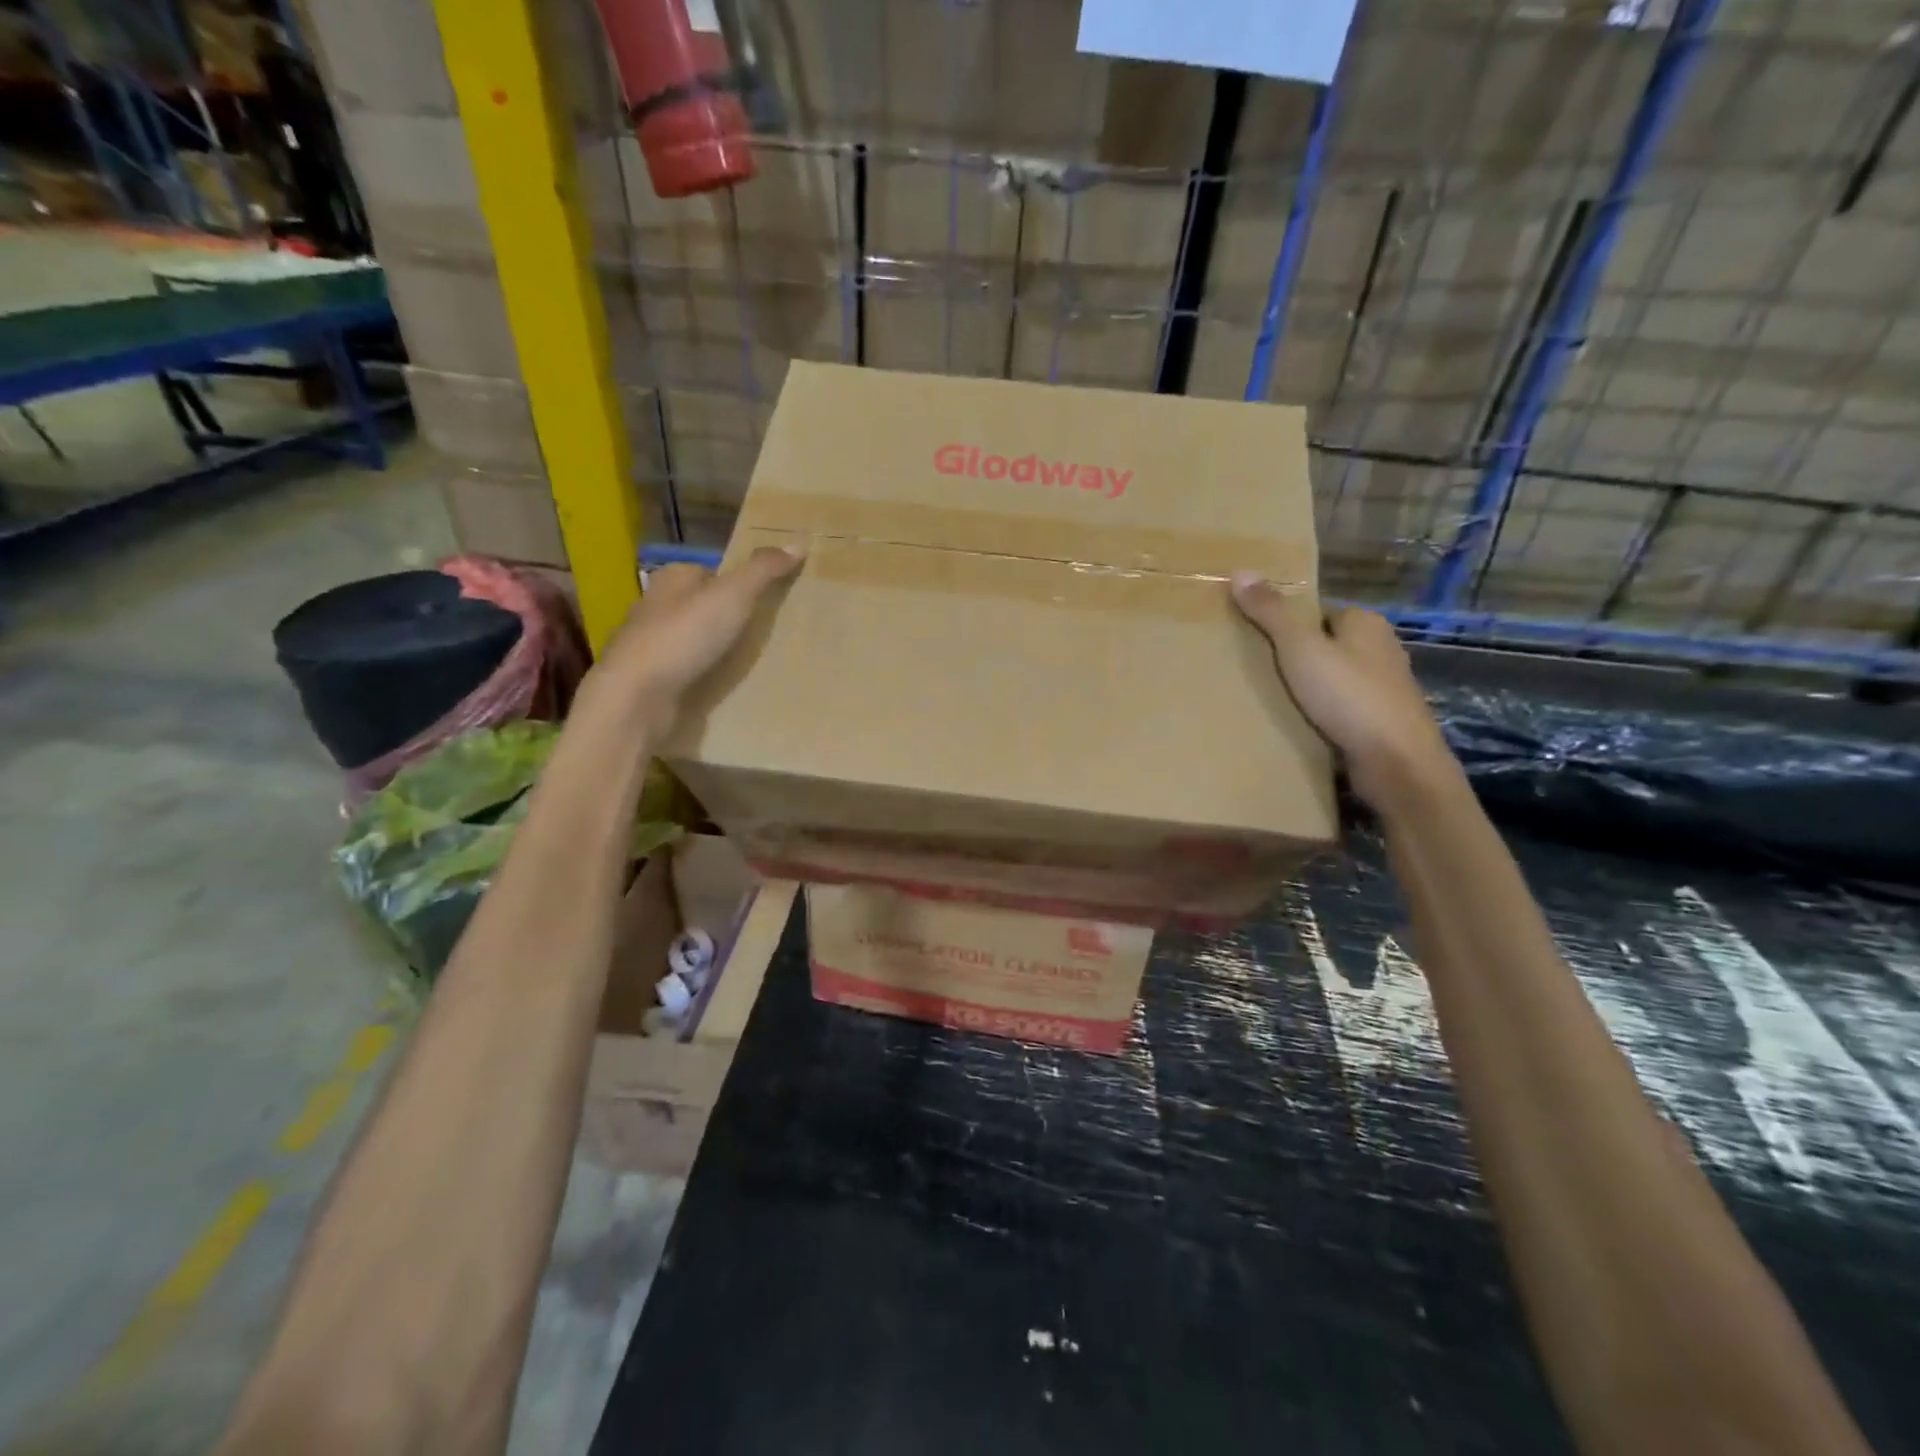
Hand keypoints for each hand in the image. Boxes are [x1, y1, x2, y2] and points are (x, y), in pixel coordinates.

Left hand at [589, 546, 804, 732]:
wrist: (637, 697)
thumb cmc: (684, 636)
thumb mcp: (732, 596)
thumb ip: (763, 571)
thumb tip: (798, 542)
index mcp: (671, 579)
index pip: (709, 571)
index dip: (737, 582)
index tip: (765, 598)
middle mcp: (657, 607)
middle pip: (702, 605)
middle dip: (728, 616)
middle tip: (766, 630)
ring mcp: (653, 645)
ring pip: (694, 639)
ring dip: (717, 648)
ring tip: (754, 660)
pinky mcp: (653, 679)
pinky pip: (688, 670)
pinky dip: (706, 674)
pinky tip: (726, 685)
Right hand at [1231, 575, 1457, 811]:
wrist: (1396, 762)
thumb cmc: (1348, 697)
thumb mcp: (1300, 649)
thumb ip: (1271, 613)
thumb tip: (1240, 571)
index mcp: (1366, 623)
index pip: (1319, 613)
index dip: (1288, 624)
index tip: (1257, 641)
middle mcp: (1381, 649)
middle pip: (1327, 645)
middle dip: (1297, 658)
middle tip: (1257, 671)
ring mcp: (1385, 688)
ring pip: (1335, 679)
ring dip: (1309, 689)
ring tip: (1270, 700)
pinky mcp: (1381, 722)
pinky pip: (1342, 709)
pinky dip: (1323, 714)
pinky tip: (1298, 726)